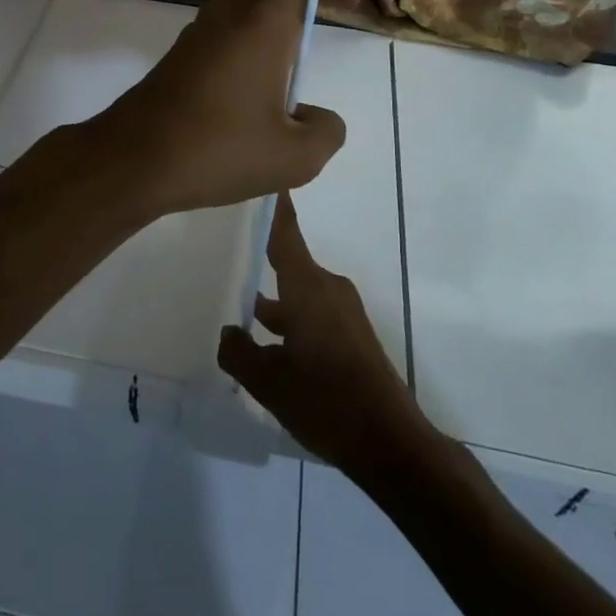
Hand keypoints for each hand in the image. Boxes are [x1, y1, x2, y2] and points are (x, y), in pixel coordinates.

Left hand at [86, 0, 362, 218]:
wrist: (130, 160)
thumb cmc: (216, 149)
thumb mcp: (294, 157)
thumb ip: (327, 131)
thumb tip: (315, 117)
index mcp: (266, 14)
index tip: (347, 6)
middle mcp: (233, 6)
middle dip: (314, 10)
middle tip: (313, 70)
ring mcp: (205, 24)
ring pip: (260, 9)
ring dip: (283, 42)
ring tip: (280, 105)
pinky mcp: (186, 47)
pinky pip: (235, 33)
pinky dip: (255, 56)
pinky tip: (246, 111)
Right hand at [218, 195, 431, 477]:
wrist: (390, 443)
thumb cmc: (325, 401)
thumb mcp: (268, 382)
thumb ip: (239, 352)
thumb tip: (228, 332)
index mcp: (307, 287)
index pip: (285, 233)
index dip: (272, 206)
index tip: (260, 173)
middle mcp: (327, 289)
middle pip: (289, 260)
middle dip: (260, 253)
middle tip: (225, 245)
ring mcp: (343, 312)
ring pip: (299, 290)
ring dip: (274, 295)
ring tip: (238, 301)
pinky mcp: (351, 334)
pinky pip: (313, 310)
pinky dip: (290, 316)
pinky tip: (267, 342)